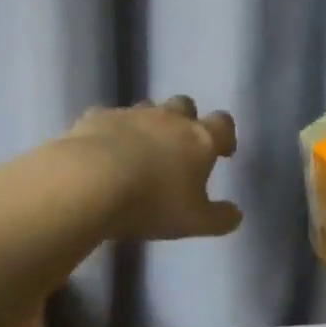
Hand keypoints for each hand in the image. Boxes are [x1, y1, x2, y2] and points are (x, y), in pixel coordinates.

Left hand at [66, 95, 242, 240]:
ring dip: (149, 124)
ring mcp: (130, 114)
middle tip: (179, 147)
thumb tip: (236, 214)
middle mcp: (168, 119)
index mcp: (199, 139)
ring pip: (146, 107)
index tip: (222, 152)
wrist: (89, 182)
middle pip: (184, 105)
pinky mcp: (95, 118)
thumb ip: (219, 218)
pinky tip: (102, 150)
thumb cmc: (152, 202)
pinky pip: (108, 118)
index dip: (225, 135)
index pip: (222, 124)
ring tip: (140, 150)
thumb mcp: (193, 221)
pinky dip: (110, 130)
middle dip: (186, 121)